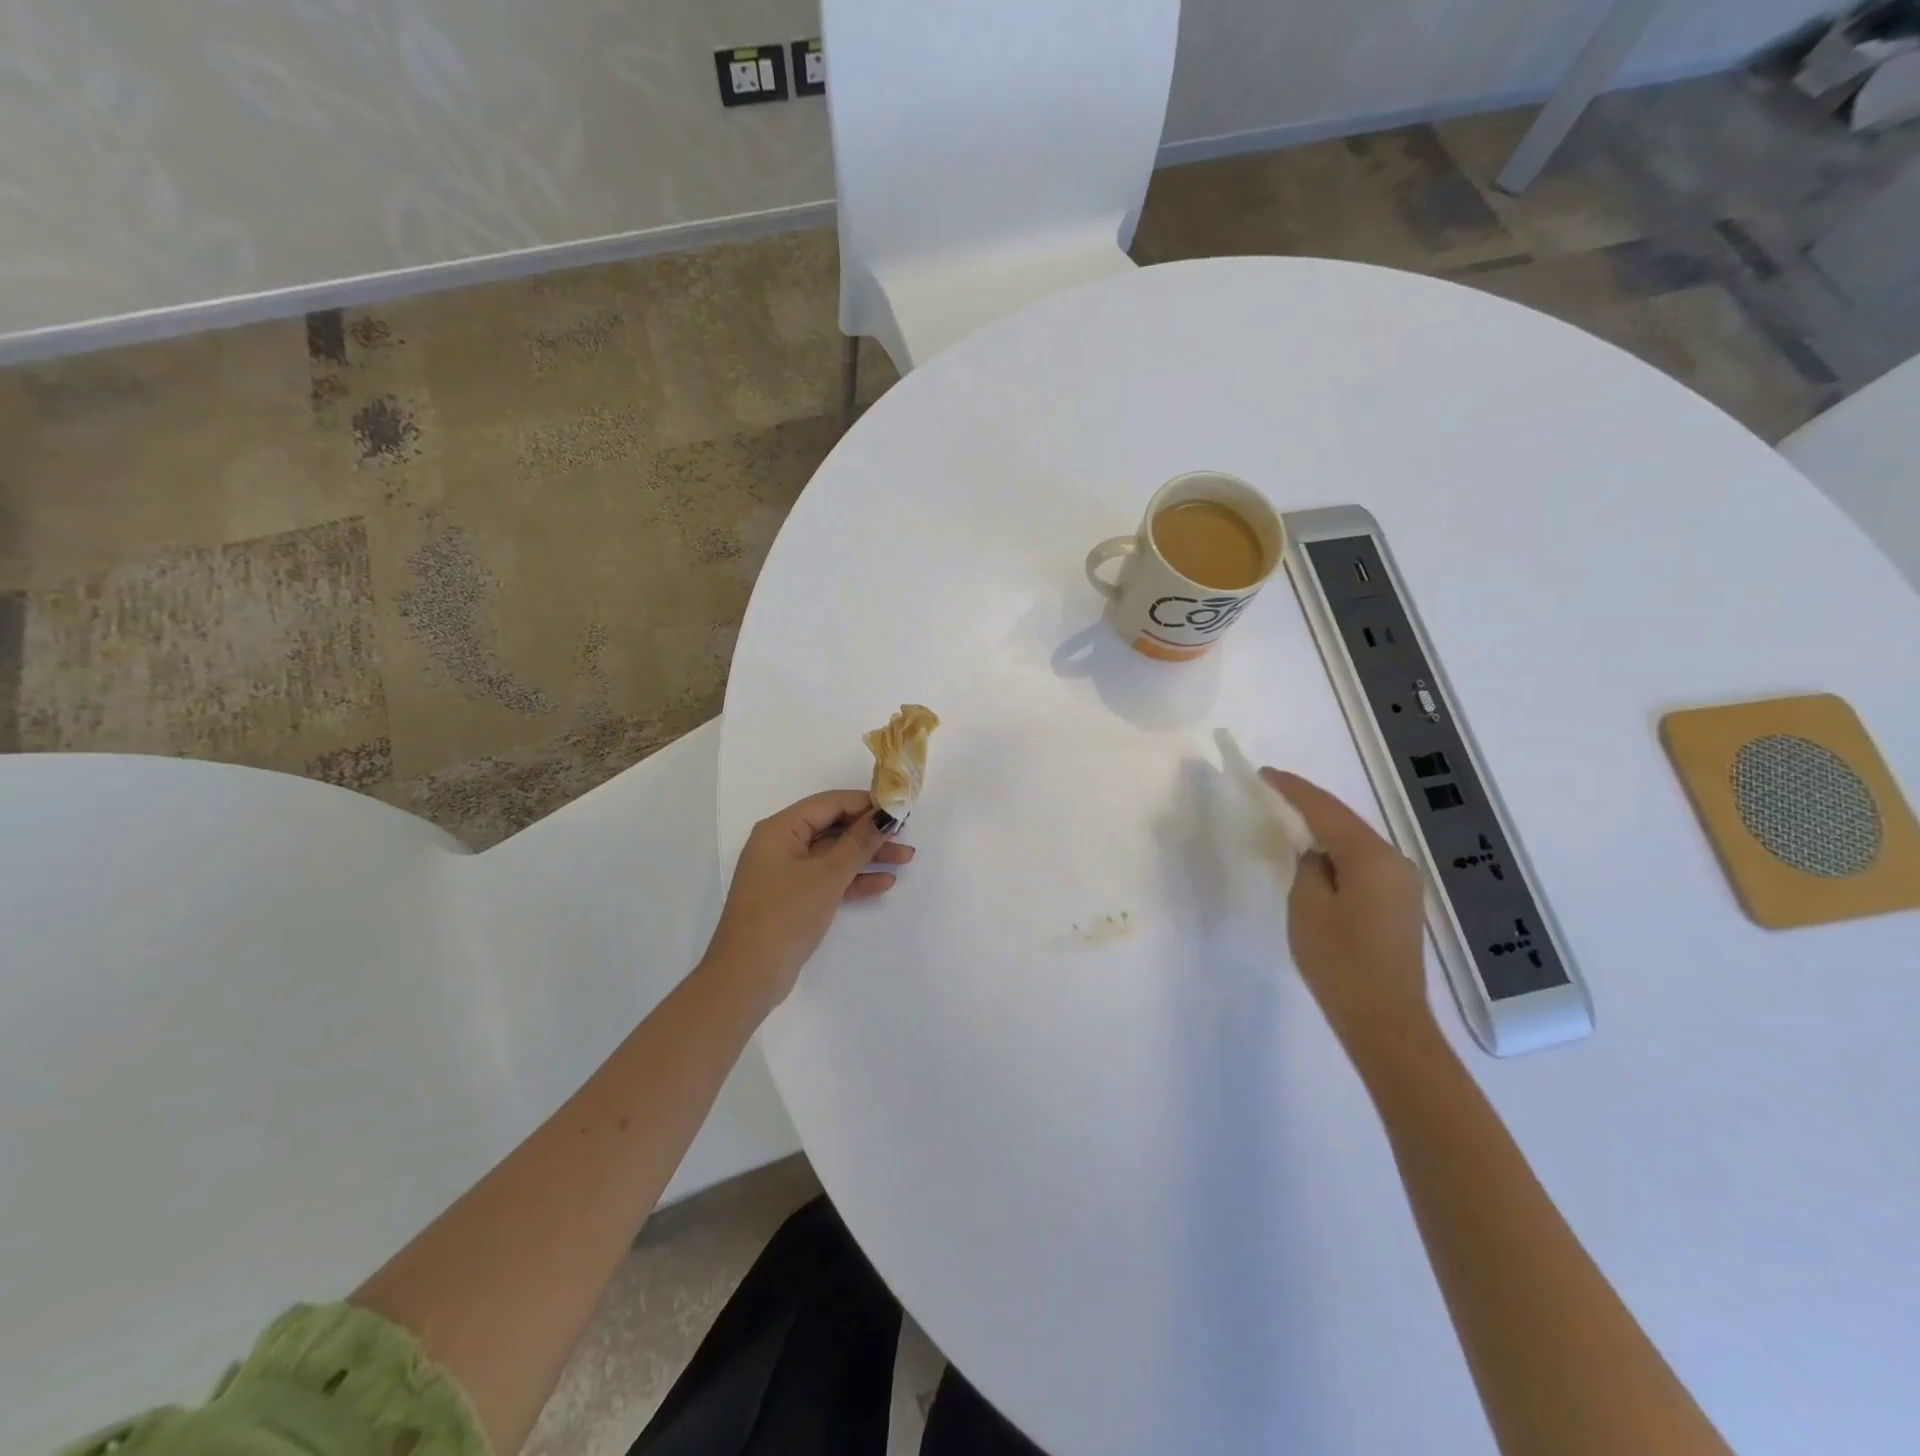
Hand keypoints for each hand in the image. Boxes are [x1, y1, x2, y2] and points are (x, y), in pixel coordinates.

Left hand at [701, 791, 912, 1012]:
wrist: (748, 976)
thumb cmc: (785, 914)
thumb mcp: (828, 875)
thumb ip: (859, 843)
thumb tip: (885, 815)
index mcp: (780, 829)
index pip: (829, 803)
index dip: (865, 803)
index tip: (899, 808)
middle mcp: (781, 845)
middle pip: (832, 827)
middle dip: (869, 833)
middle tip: (905, 836)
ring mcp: (786, 873)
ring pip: (833, 855)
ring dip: (867, 856)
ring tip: (906, 859)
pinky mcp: (792, 899)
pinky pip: (827, 879)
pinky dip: (853, 879)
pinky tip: (883, 883)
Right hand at [1261, 769, 1431, 1050]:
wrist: (1385, 1020)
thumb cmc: (1340, 961)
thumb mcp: (1308, 907)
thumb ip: (1308, 868)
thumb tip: (1315, 856)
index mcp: (1371, 857)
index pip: (1326, 810)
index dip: (1293, 790)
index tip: (1264, 774)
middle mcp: (1395, 862)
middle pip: (1345, 822)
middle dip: (1309, 807)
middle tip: (1272, 793)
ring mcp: (1403, 884)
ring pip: (1355, 844)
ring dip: (1324, 832)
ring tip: (1289, 822)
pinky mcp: (1400, 904)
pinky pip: (1364, 865)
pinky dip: (1338, 855)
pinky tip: (1317, 859)